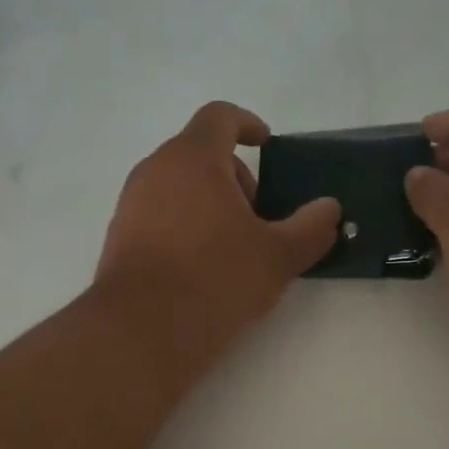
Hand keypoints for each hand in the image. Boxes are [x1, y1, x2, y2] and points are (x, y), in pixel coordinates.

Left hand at [94, 101, 340, 354]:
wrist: (140, 332)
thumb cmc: (215, 278)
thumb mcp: (278, 256)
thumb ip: (311, 228)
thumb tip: (330, 209)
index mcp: (192, 158)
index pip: (219, 117)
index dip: (247, 124)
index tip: (267, 145)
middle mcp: (154, 170)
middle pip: (199, 154)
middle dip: (235, 177)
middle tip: (259, 217)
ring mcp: (130, 204)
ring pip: (178, 186)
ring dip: (210, 204)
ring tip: (234, 248)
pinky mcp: (118, 238)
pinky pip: (159, 216)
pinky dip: (184, 226)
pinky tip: (202, 269)